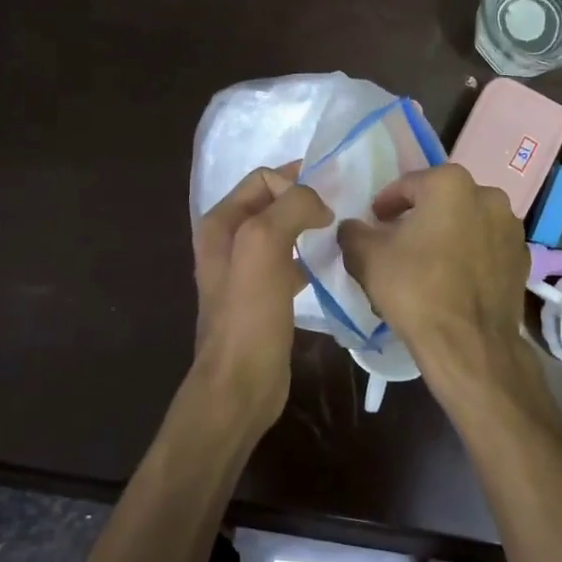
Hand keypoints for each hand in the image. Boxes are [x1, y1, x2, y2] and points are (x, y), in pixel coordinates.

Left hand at [192, 164, 331, 421]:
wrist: (240, 383)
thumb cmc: (250, 314)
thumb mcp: (265, 244)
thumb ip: (291, 208)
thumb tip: (319, 204)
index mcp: (220, 223)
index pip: (264, 179)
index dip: (296, 184)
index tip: (328, 204)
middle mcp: (227, 241)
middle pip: (273, 203)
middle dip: (305, 201)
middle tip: (341, 211)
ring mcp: (244, 271)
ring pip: (283, 232)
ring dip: (309, 228)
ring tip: (339, 234)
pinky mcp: (263, 297)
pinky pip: (289, 262)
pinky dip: (309, 258)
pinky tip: (327, 268)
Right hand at [337, 164, 529, 369]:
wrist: (469, 344)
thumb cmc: (415, 289)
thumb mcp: (367, 258)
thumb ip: (354, 233)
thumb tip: (353, 227)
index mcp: (451, 184)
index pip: (407, 185)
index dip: (386, 205)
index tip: (375, 223)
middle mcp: (488, 196)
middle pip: (442, 202)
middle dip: (419, 218)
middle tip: (398, 243)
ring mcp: (511, 228)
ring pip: (468, 224)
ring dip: (447, 236)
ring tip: (427, 264)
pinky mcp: (522, 259)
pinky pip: (487, 249)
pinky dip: (470, 257)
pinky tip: (453, 281)